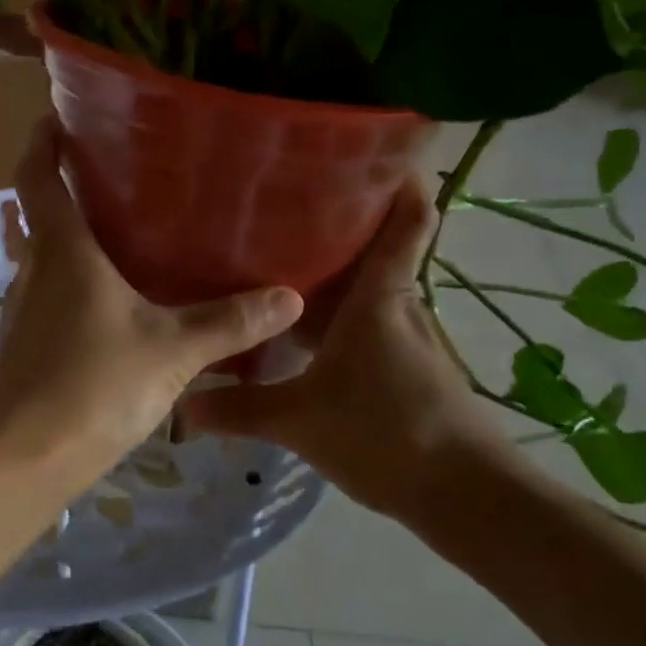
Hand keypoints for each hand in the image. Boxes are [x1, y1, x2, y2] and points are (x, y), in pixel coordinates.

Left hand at [0, 121, 304, 477]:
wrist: (21, 461)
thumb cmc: (92, 385)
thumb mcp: (171, 350)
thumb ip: (229, 322)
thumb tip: (289, 297)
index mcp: (63, 250)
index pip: (37, 174)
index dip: (43, 139)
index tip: (61, 114)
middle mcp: (36, 270)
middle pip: (45, 213)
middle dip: (75, 187)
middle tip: (127, 174)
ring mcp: (26, 310)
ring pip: (51, 257)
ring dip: (81, 239)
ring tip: (134, 232)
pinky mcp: (27, 345)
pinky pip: (55, 295)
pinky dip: (81, 283)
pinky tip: (120, 303)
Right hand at [182, 180, 519, 524]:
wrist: (466, 496)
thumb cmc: (386, 433)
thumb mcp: (300, 420)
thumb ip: (239, 409)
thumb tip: (180, 407)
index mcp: (381, 296)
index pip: (407, 218)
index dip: (400, 177)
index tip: (373, 148)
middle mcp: (400, 305)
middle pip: (377, 247)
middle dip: (340, 222)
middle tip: (283, 205)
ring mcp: (409, 337)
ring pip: (370, 288)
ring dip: (337, 273)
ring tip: (282, 260)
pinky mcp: (410, 368)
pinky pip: (370, 323)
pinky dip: (341, 315)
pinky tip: (305, 332)